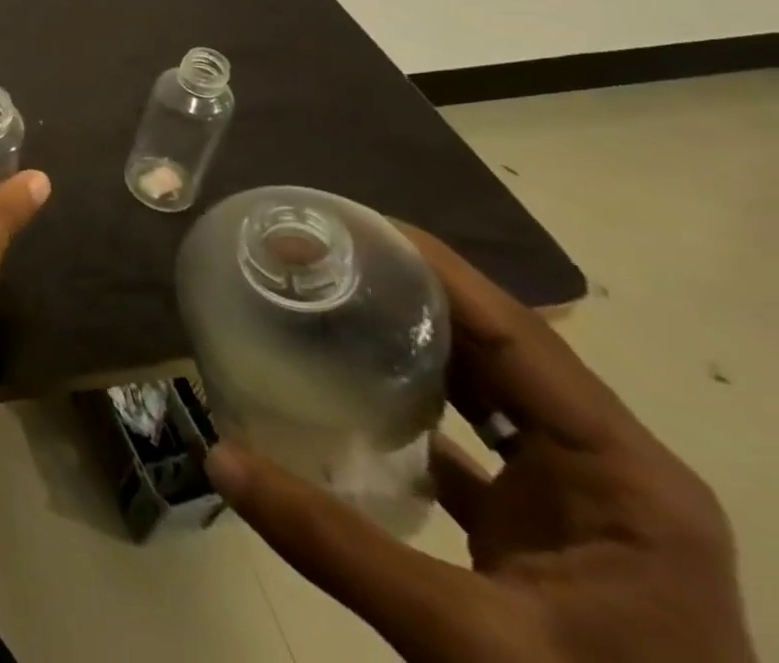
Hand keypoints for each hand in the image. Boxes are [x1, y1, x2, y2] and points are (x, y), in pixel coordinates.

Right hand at [206, 228, 755, 662]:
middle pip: (500, 351)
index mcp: (627, 478)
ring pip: (487, 394)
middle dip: (407, 294)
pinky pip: (471, 444)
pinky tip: (347, 391)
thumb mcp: (472, 645)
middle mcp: (610, 473)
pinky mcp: (547, 537)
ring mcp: (581, 507)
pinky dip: (411, 408)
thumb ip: (338, 545)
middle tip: (316, 255)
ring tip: (325, 300)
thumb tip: (218, 457)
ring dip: (409, 345)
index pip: (522, 335)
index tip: (350, 223)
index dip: (437, 269)